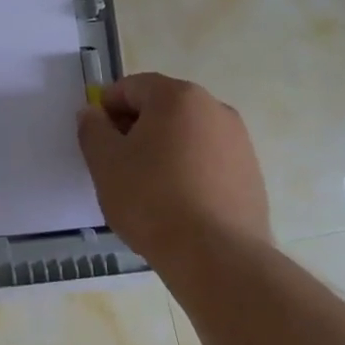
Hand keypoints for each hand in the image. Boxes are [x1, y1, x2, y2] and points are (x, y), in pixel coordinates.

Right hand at [76, 73, 269, 276]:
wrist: (217, 257)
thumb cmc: (152, 199)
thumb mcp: (105, 162)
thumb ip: (92, 129)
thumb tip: (93, 113)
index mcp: (177, 96)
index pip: (131, 87)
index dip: (107, 109)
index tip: (97, 140)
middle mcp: (214, 108)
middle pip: (162, 108)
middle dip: (136, 129)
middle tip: (118, 166)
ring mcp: (238, 141)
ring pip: (186, 135)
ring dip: (163, 151)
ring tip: (148, 190)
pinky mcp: (251, 174)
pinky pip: (208, 161)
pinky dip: (189, 172)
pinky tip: (177, 205)